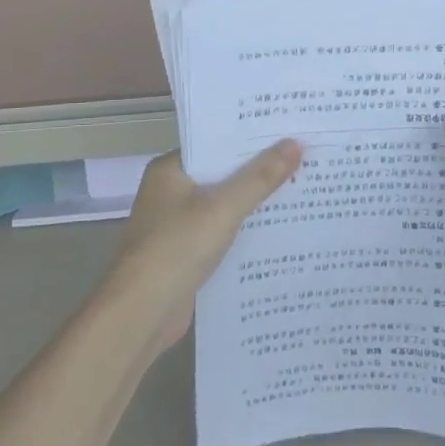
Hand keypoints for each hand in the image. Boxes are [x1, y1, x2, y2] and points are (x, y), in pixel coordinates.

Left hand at [104, 141, 302, 352]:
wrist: (140, 314)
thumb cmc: (176, 248)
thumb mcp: (223, 208)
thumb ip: (260, 177)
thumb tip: (295, 143)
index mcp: (170, 170)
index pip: (214, 143)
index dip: (250, 138)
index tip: (287, 130)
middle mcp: (170, 192)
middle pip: (221, 173)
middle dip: (258, 170)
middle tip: (304, 156)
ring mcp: (177, 225)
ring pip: (223, 205)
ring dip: (254, 202)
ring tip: (301, 188)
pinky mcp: (186, 254)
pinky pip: (222, 232)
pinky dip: (244, 231)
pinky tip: (278, 230)